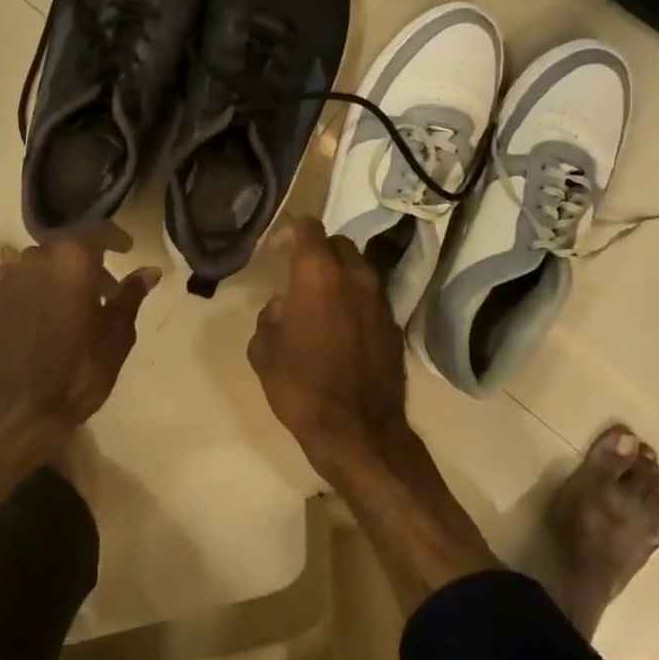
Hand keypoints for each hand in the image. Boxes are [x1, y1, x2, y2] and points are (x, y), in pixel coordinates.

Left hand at [0, 234, 158, 432]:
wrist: (16, 413)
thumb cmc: (76, 373)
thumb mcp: (116, 336)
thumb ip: (130, 296)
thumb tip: (150, 270)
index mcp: (72, 261)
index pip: (98, 232)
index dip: (116, 238)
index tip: (127, 249)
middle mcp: (35, 260)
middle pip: (65, 249)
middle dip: (86, 263)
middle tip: (103, 291)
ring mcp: (6, 281)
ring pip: (37, 265)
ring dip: (56, 276)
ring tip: (69, 305)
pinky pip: (11, 284)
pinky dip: (29, 290)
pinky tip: (39, 317)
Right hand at [248, 218, 497, 608]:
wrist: (359, 431)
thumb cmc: (303, 387)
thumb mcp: (264, 352)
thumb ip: (269, 317)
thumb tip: (283, 307)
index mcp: (319, 274)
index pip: (308, 228)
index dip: (289, 233)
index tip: (275, 251)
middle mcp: (355, 276)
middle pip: (338, 245)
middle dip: (316, 253)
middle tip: (297, 276)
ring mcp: (381, 299)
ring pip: (358, 269)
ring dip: (338, 276)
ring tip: (319, 303)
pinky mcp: (394, 324)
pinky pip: (371, 298)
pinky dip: (355, 301)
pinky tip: (341, 328)